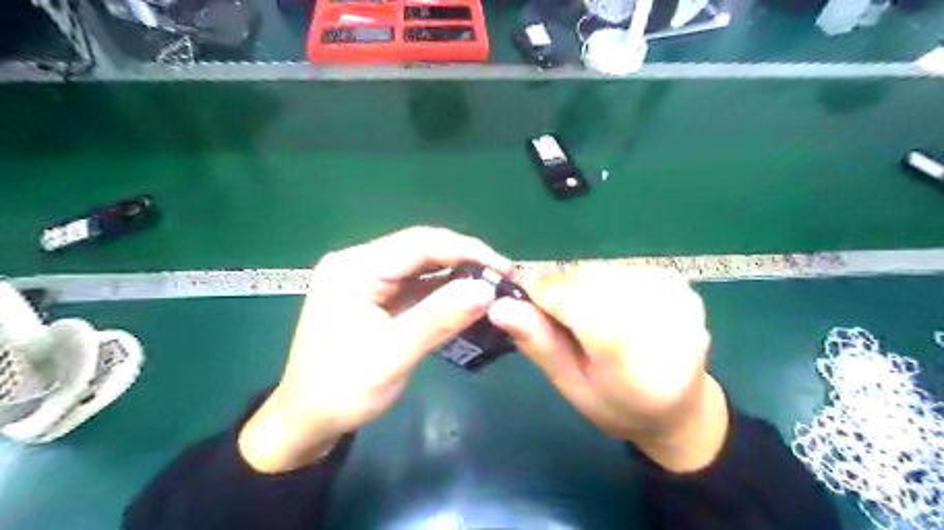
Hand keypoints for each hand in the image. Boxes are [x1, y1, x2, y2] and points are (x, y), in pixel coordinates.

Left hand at [239, 225, 512, 470]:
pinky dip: (449, 292)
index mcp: (354, 268)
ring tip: (495, 287)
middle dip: (467, 260)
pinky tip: (472, 299)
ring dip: (461, 275)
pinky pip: (422, 286)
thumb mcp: (390, 357)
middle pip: (424, 250)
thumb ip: (438, 320)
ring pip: (426, 267)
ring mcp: (372, 280)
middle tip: (505, 278)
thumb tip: (487, 289)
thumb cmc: (340, 391)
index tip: (504, 268)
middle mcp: (363, 264)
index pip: (419, 244)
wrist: (309, 422)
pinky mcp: (383, 298)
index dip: (466, 250)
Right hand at [487, 267, 728, 472]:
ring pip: (601, 271)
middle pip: (587, 281)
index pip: (575, 302)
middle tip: (557, 319)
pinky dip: (605, 284)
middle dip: (560, 291)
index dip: (541, 292)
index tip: (519, 295)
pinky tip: (614, 309)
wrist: (681, 407)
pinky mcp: (679, 283)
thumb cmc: (618, 405)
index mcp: (630, 357)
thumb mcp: (571, 387)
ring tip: (589, 318)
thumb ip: (539, 344)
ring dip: (582, 288)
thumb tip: (499, 307)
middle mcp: (660, 319)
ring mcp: (674, 296)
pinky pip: (620, 269)